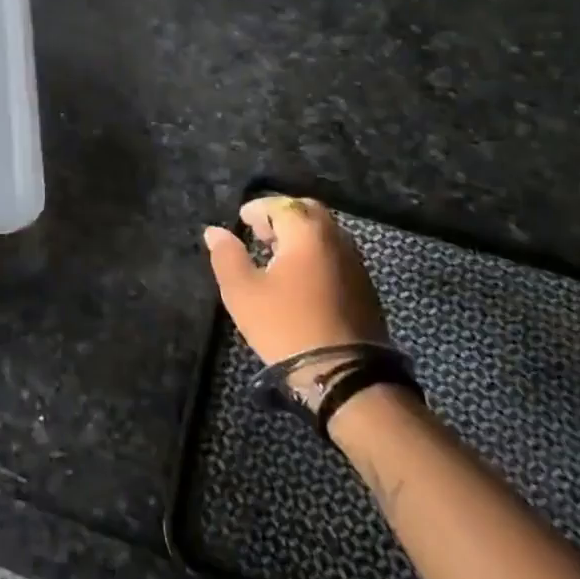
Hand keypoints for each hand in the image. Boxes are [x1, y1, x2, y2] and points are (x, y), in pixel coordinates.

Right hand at [204, 197, 388, 371]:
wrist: (344, 374)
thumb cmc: (286, 326)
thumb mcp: (243, 292)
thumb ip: (227, 256)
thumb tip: (215, 231)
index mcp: (306, 232)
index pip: (280, 204)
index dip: (257, 209)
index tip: (241, 221)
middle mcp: (335, 237)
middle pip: (307, 212)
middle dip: (282, 216)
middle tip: (260, 234)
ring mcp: (355, 262)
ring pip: (324, 233)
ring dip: (300, 236)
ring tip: (277, 256)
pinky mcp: (364, 286)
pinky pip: (335, 254)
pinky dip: (315, 254)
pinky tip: (300, 278)